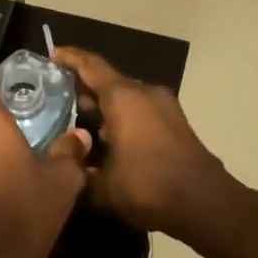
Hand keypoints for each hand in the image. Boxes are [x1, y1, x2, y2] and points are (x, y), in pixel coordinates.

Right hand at [54, 46, 232, 240]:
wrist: (205, 204)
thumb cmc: (148, 187)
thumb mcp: (102, 185)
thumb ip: (79, 170)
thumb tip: (68, 161)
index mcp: (123, 98)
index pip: (91, 66)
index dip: (70, 58)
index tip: (52, 53)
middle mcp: (144, 93)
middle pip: (108, 80)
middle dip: (84, 86)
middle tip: (57, 96)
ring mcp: (164, 106)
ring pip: (125, 96)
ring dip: (104, 104)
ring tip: (78, 118)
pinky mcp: (175, 123)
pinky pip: (140, 110)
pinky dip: (121, 115)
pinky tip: (106, 138)